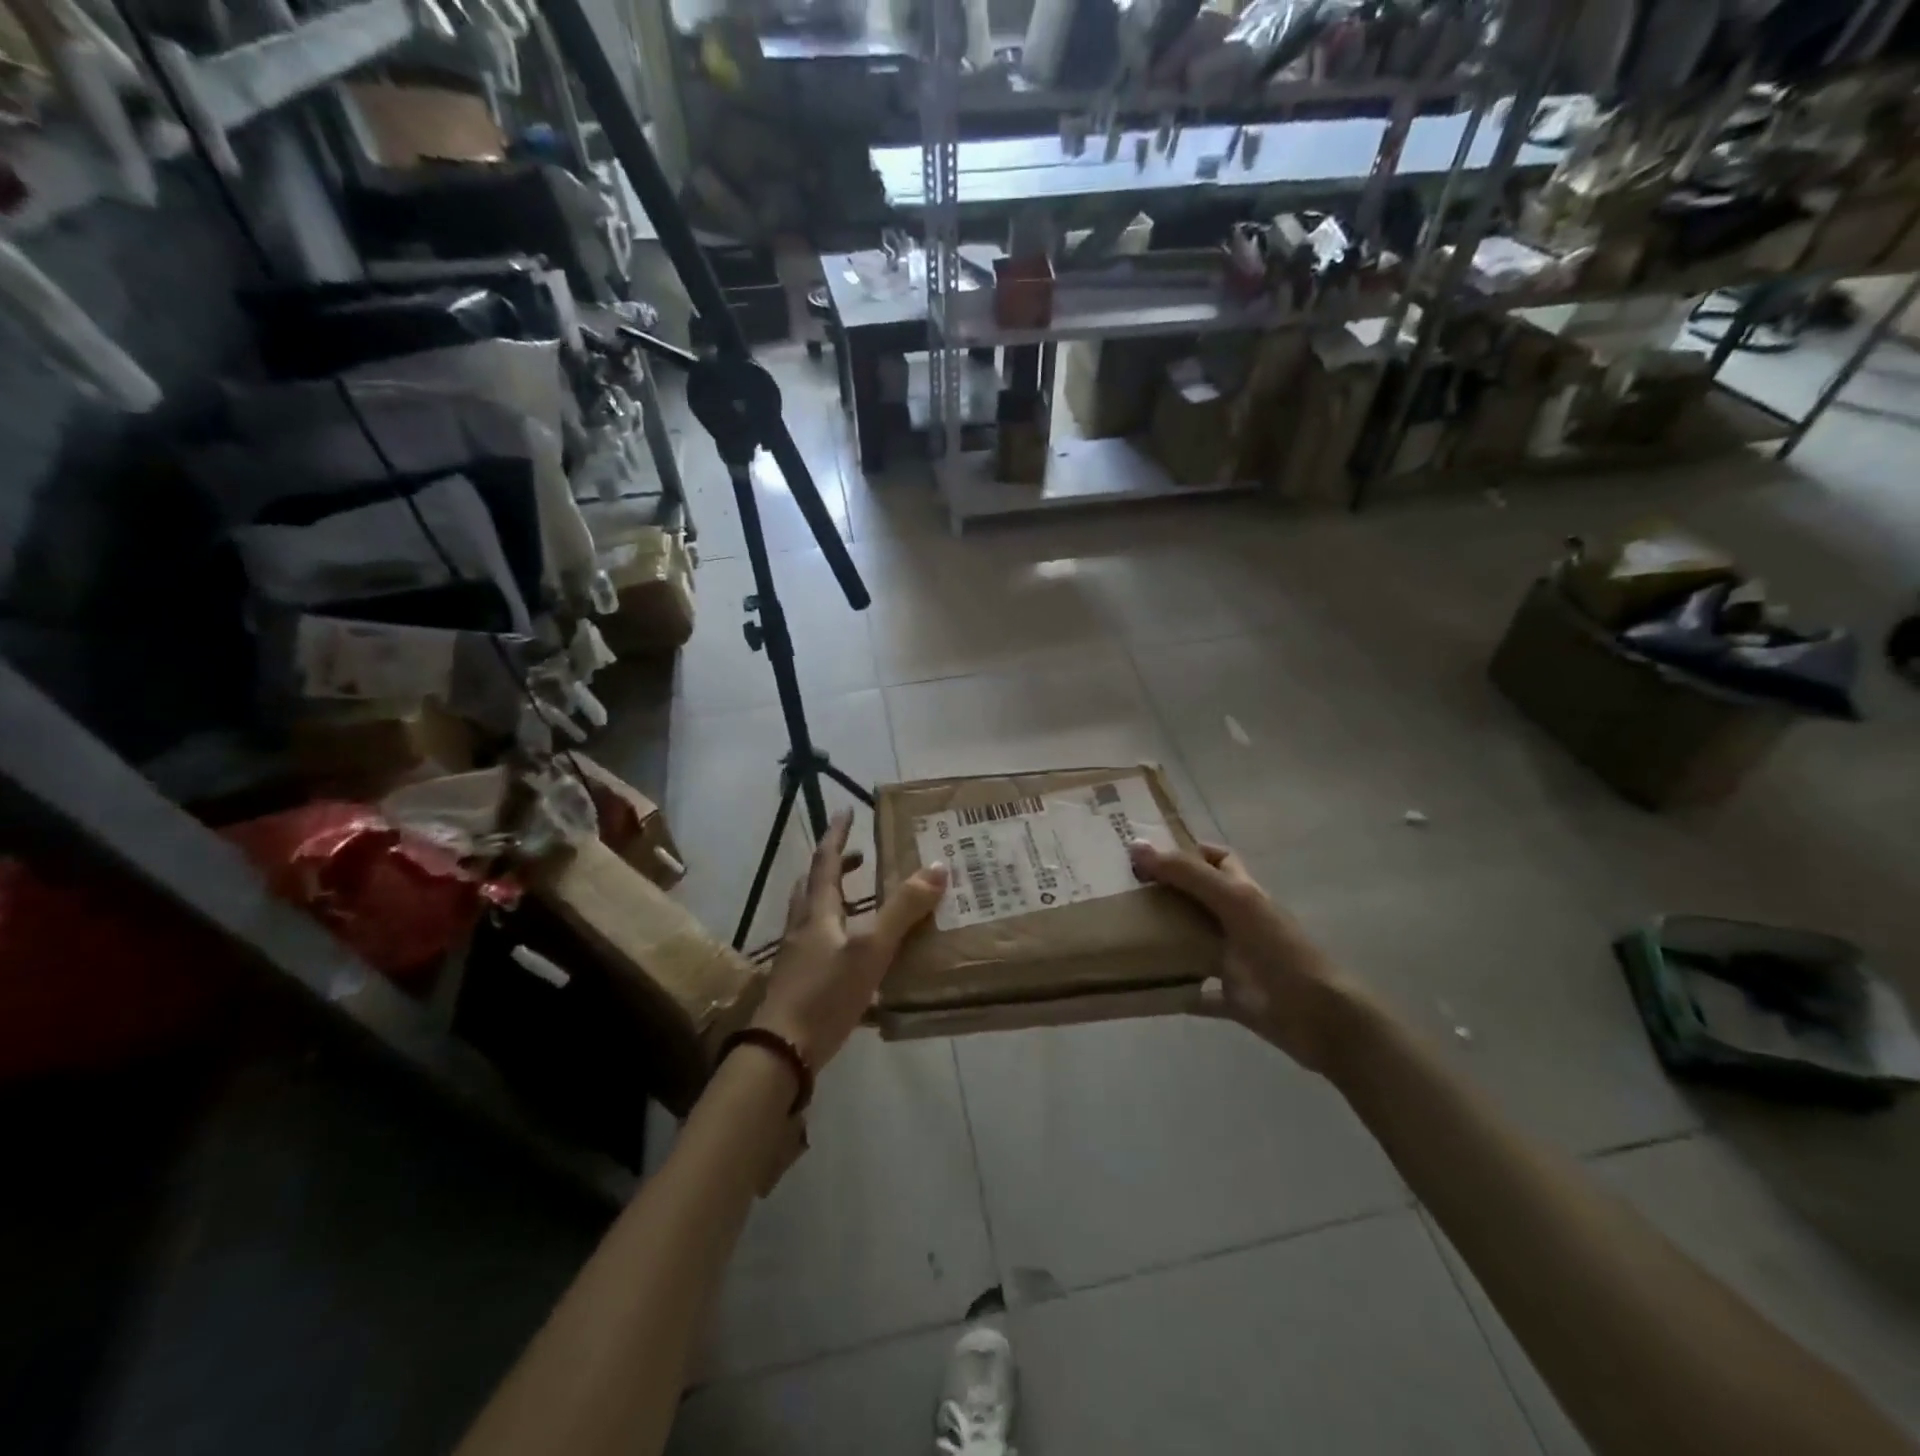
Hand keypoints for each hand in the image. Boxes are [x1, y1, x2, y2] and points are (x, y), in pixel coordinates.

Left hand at [754, 810, 948, 1071]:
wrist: (781, 1051)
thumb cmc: (825, 992)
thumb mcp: (871, 949)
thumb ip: (902, 910)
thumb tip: (937, 867)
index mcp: (817, 911)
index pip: (825, 861)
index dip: (836, 835)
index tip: (845, 810)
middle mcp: (803, 927)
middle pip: (814, 886)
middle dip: (835, 866)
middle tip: (859, 857)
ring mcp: (798, 956)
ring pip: (813, 915)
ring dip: (834, 899)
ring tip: (861, 903)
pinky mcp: (800, 982)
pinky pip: (818, 943)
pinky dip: (836, 933)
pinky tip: (856, 955)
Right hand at [1127, 839, 1359, 1074]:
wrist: (1318, 1016)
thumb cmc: (1278, 949)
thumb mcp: (1233, 901)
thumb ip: (1188, 874)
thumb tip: (1136, 846)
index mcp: (1244, 893)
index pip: (1216, 859)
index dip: (1188, 852)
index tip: (1147, 853)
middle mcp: (1238, 922)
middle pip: (1199, 899)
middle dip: (1167, 894)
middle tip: (1123, 892)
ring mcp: (1236, 961)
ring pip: (1194, 944)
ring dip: (1168, 941)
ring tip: (1125, 934)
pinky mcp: (1233, 998)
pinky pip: (1198, 994)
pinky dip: (1177, 992)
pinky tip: (1148, 989)